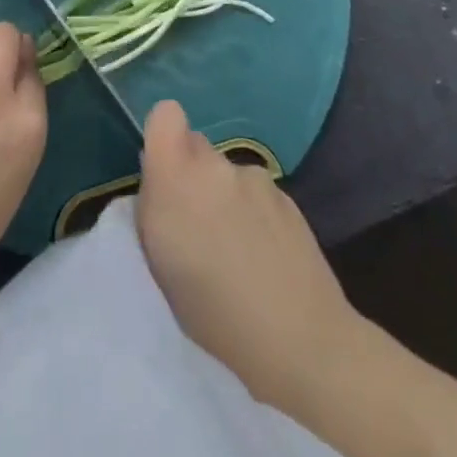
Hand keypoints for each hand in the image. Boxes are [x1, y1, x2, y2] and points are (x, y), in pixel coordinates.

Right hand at [135, 100, 361, 417]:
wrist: (302, 341)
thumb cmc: (215, 315)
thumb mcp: (159, 266)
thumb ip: (154, 209)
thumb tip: (159, 182)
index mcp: (177, 178)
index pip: (165, 114)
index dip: (162, 135)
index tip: (162, 172)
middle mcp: (216, 166)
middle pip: (196, 146)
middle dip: (191, 174)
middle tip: (196, 224)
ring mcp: (256, 178)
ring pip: (227, 173)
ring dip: (224, 196)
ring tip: (235, 250)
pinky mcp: (288, 197)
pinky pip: (256, 193)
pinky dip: (253, 214)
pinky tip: (264, 256)